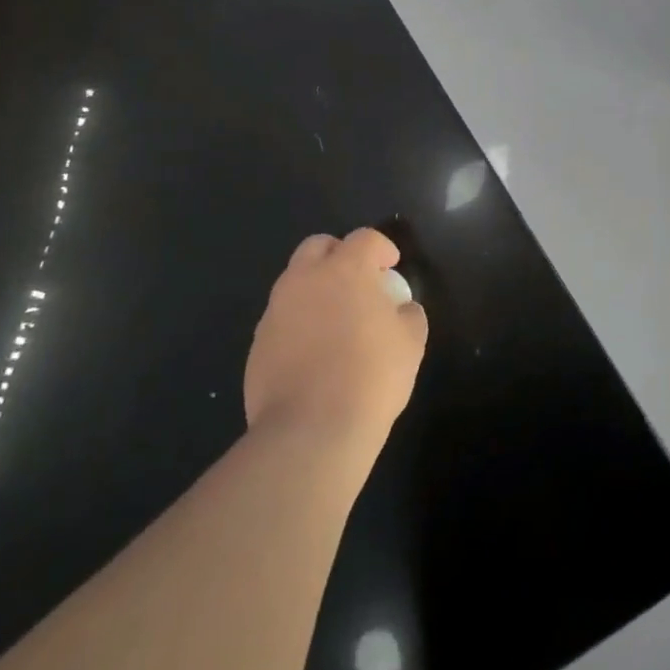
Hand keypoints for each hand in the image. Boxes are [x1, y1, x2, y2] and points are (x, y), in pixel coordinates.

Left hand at [244, 227, 428, 459]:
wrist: (310, 430)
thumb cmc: (371, 377)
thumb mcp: (411, 343)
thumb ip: (409, 314)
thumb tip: (401, 309)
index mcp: (345, 270)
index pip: (364, 238)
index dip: (381, 248)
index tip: (391, 267)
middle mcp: (305, 279)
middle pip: (318, 246)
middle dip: (339, 254)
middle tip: (357, 281)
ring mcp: (276, 311)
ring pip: (294, 282)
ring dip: (315, 289)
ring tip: (335, 320)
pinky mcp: (258, 343)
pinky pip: (282, 319)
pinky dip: (298, 323)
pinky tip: (314, 353)